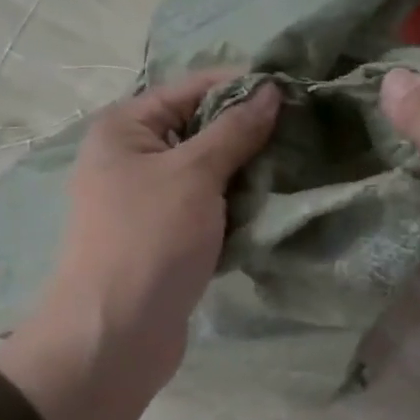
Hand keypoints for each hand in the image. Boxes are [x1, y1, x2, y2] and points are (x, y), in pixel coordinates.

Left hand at [0, 73, 279, 419]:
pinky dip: (235, 207)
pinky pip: (207, 209)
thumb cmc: (150, 239)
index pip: (190, 88)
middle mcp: (131, 158)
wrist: (116, 333)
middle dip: (248, 132)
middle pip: (199, 129)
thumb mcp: (195, 173)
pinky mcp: (165, 237)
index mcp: (124, 128)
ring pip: (207, 172)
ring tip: (296, 168)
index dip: (240, 86)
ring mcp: (146, 201)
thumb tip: (270, 90)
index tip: (294, 90)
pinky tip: (273, 206)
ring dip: (247, 173)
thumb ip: (234, 130)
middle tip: (303, 134)